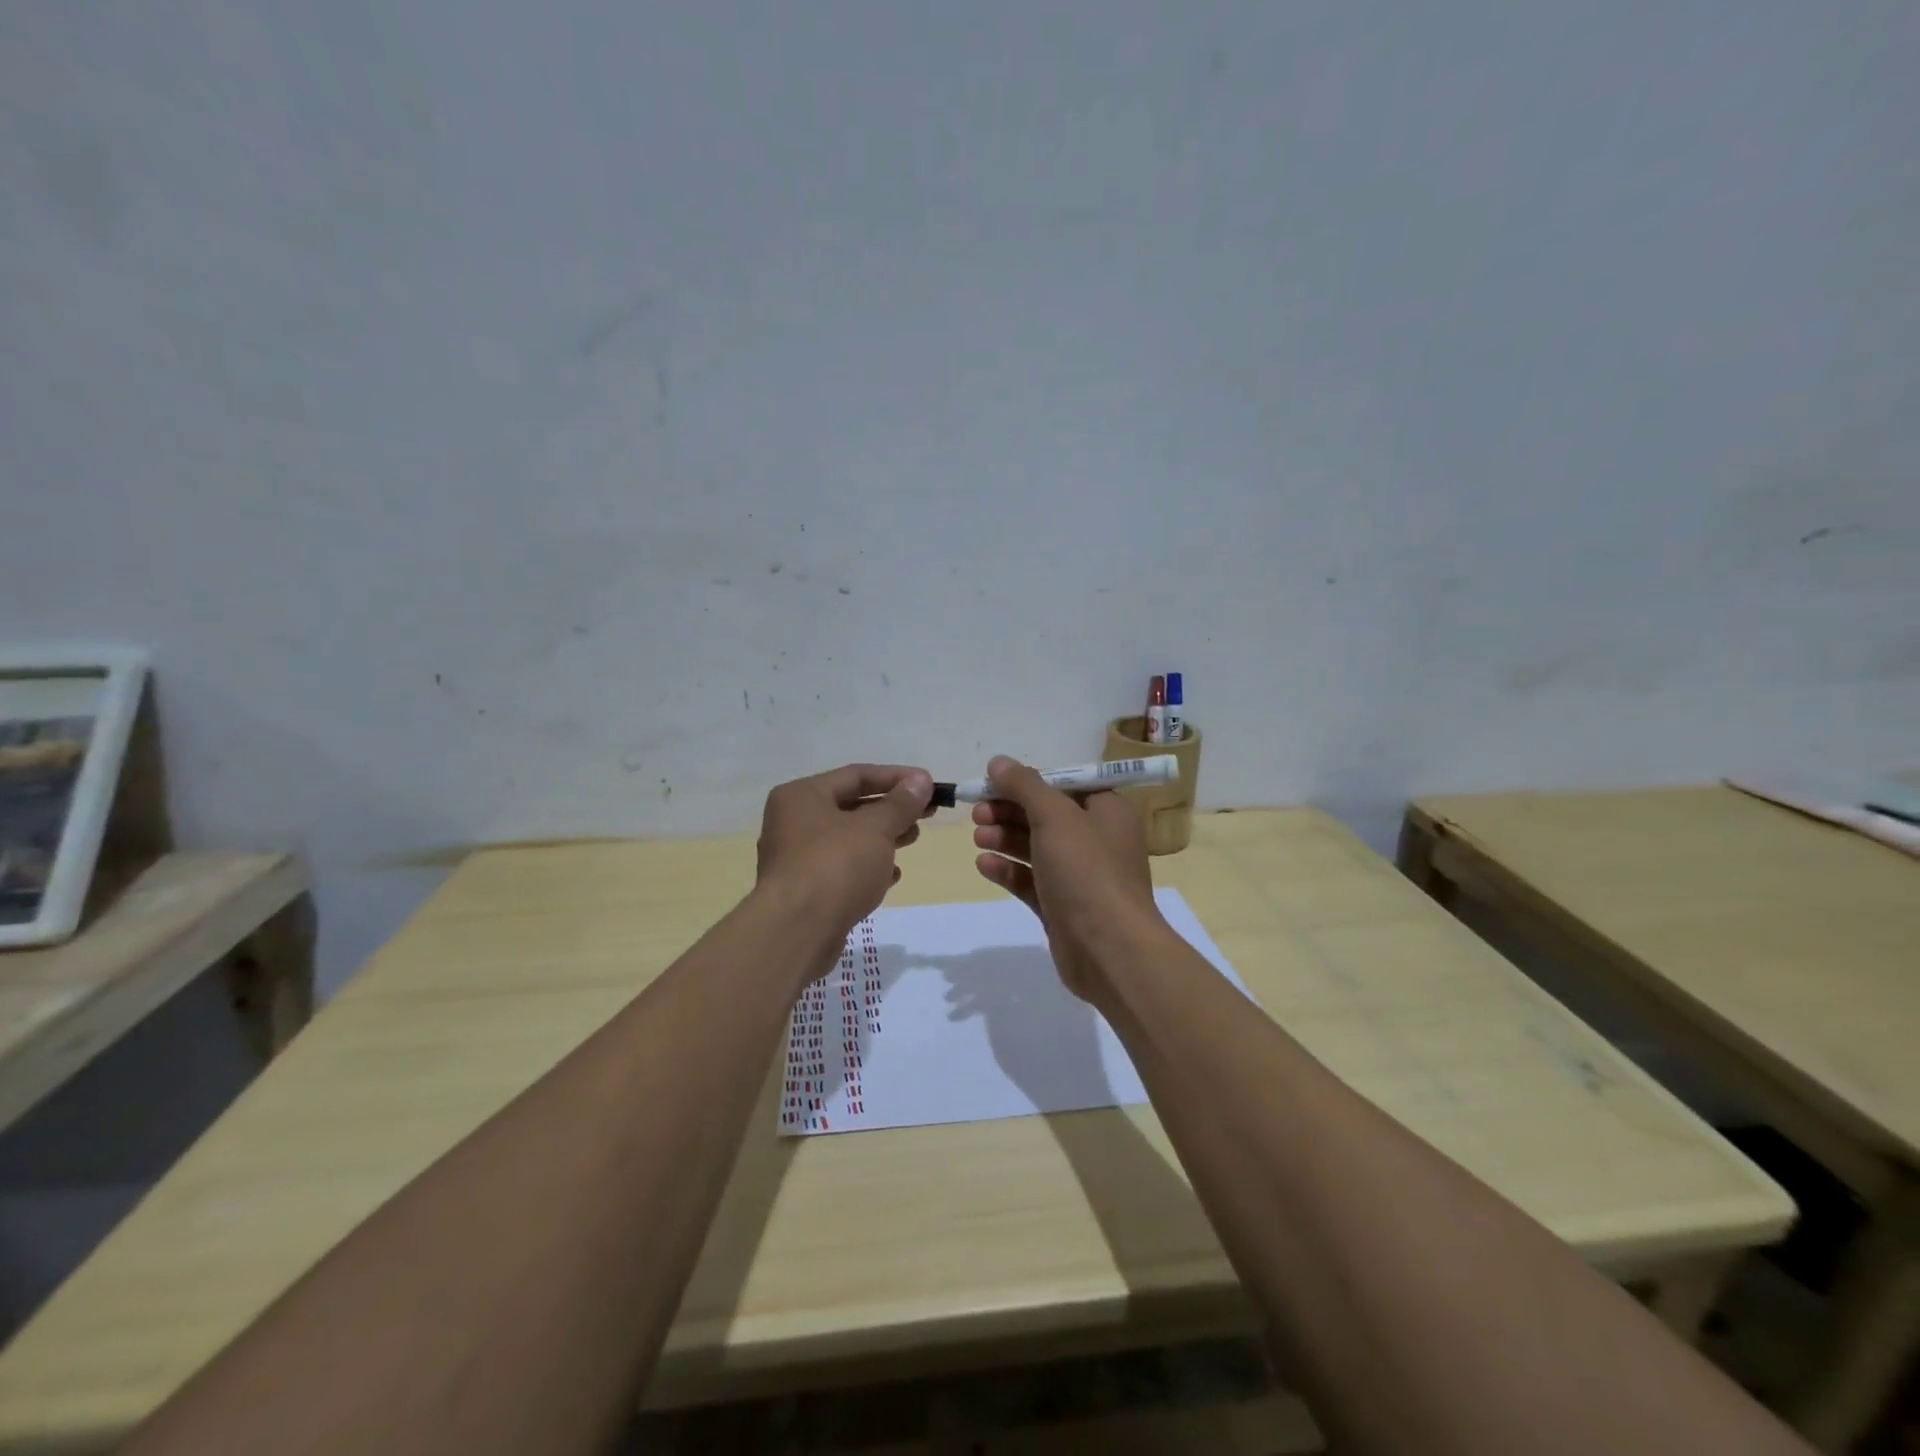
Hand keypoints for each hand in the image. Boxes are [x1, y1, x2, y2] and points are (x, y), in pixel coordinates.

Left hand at [756, 763, 935, 935]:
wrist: (796, 932)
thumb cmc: (835, 866)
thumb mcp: (875, 828)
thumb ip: (900, 804)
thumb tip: (920, 781)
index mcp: (802, 796)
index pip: (856, 775)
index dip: (896, 777)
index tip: (929, 785)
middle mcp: (793, 822)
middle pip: (851, 805)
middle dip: (891, 809)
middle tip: (926, 814)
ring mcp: (796, 858)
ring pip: (848, 838)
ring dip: (882, 837)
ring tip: (913, 839)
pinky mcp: (805, 890)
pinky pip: (841, 868)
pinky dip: (867, 867)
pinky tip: (892, 876)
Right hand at [970, 755, 1162, 999]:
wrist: (1109, 951)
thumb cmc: (1087, 871)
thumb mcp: (1055, 817)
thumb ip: (1025, 786)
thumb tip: (998, 762)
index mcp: (1107, 811)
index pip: (1064, 784)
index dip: (1027, 781)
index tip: (992, 782)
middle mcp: (1097, 840)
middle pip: (1046, 815)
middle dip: (1009, 811)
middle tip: (977, 811)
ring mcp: (1080, 876)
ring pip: (1036, 848)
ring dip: (1005, 838)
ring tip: (977, 837)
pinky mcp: (1062, 907)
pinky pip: (1031, 881)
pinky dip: (1008, 870)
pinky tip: (983, 865)